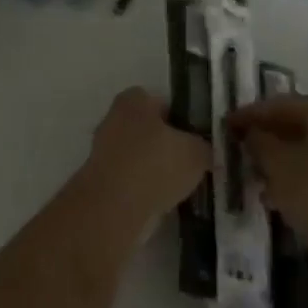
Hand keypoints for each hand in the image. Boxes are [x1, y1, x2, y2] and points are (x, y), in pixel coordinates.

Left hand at [78, 88, 210, 232]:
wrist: (115, 207)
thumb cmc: (156, 165)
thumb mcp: (196, 152)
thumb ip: (204, 147)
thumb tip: (206, 151)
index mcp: (134, 99)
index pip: (163, 102)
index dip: (182, 120)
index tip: (198, 140)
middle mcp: (115, 117)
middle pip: (150, 130)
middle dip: (169, 146)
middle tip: (192, 165)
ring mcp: (104, 149)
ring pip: (141, 156)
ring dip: (157, 170)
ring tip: (182, 188)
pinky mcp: (101, 179)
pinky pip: (131, 179)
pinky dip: (145, 189)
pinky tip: (164, 203)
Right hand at [227, 95, 307, 248]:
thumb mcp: (275, 161)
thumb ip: (258, 141)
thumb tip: (251, 134)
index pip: (281, 105)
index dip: (250, 115)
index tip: (228, 125)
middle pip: (299, 127)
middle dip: (269, 139)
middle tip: (242, 150)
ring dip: (283, 163)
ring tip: (256, 178)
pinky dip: (301, 181)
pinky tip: (279, 198)